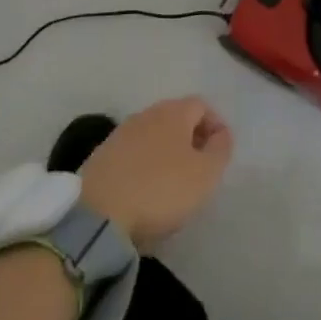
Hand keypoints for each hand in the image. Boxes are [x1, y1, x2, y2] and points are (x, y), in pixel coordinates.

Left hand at [78, 97, 233, 251]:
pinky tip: (146, 189)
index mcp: (173, 112)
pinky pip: (133, 152)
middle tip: (200, 166)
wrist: (98, 214)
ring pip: (153, 134)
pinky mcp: (102, 155)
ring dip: (167, 151)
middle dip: (191, 137)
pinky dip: (145, 164)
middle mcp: (146, 114)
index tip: (221, 152)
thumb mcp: (205, 174)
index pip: (201, 105)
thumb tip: (222, 134)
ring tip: (174, 181)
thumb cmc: (160, 190)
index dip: (215, 125)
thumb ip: (220, 150)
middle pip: (176, 117)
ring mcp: (121, 133)